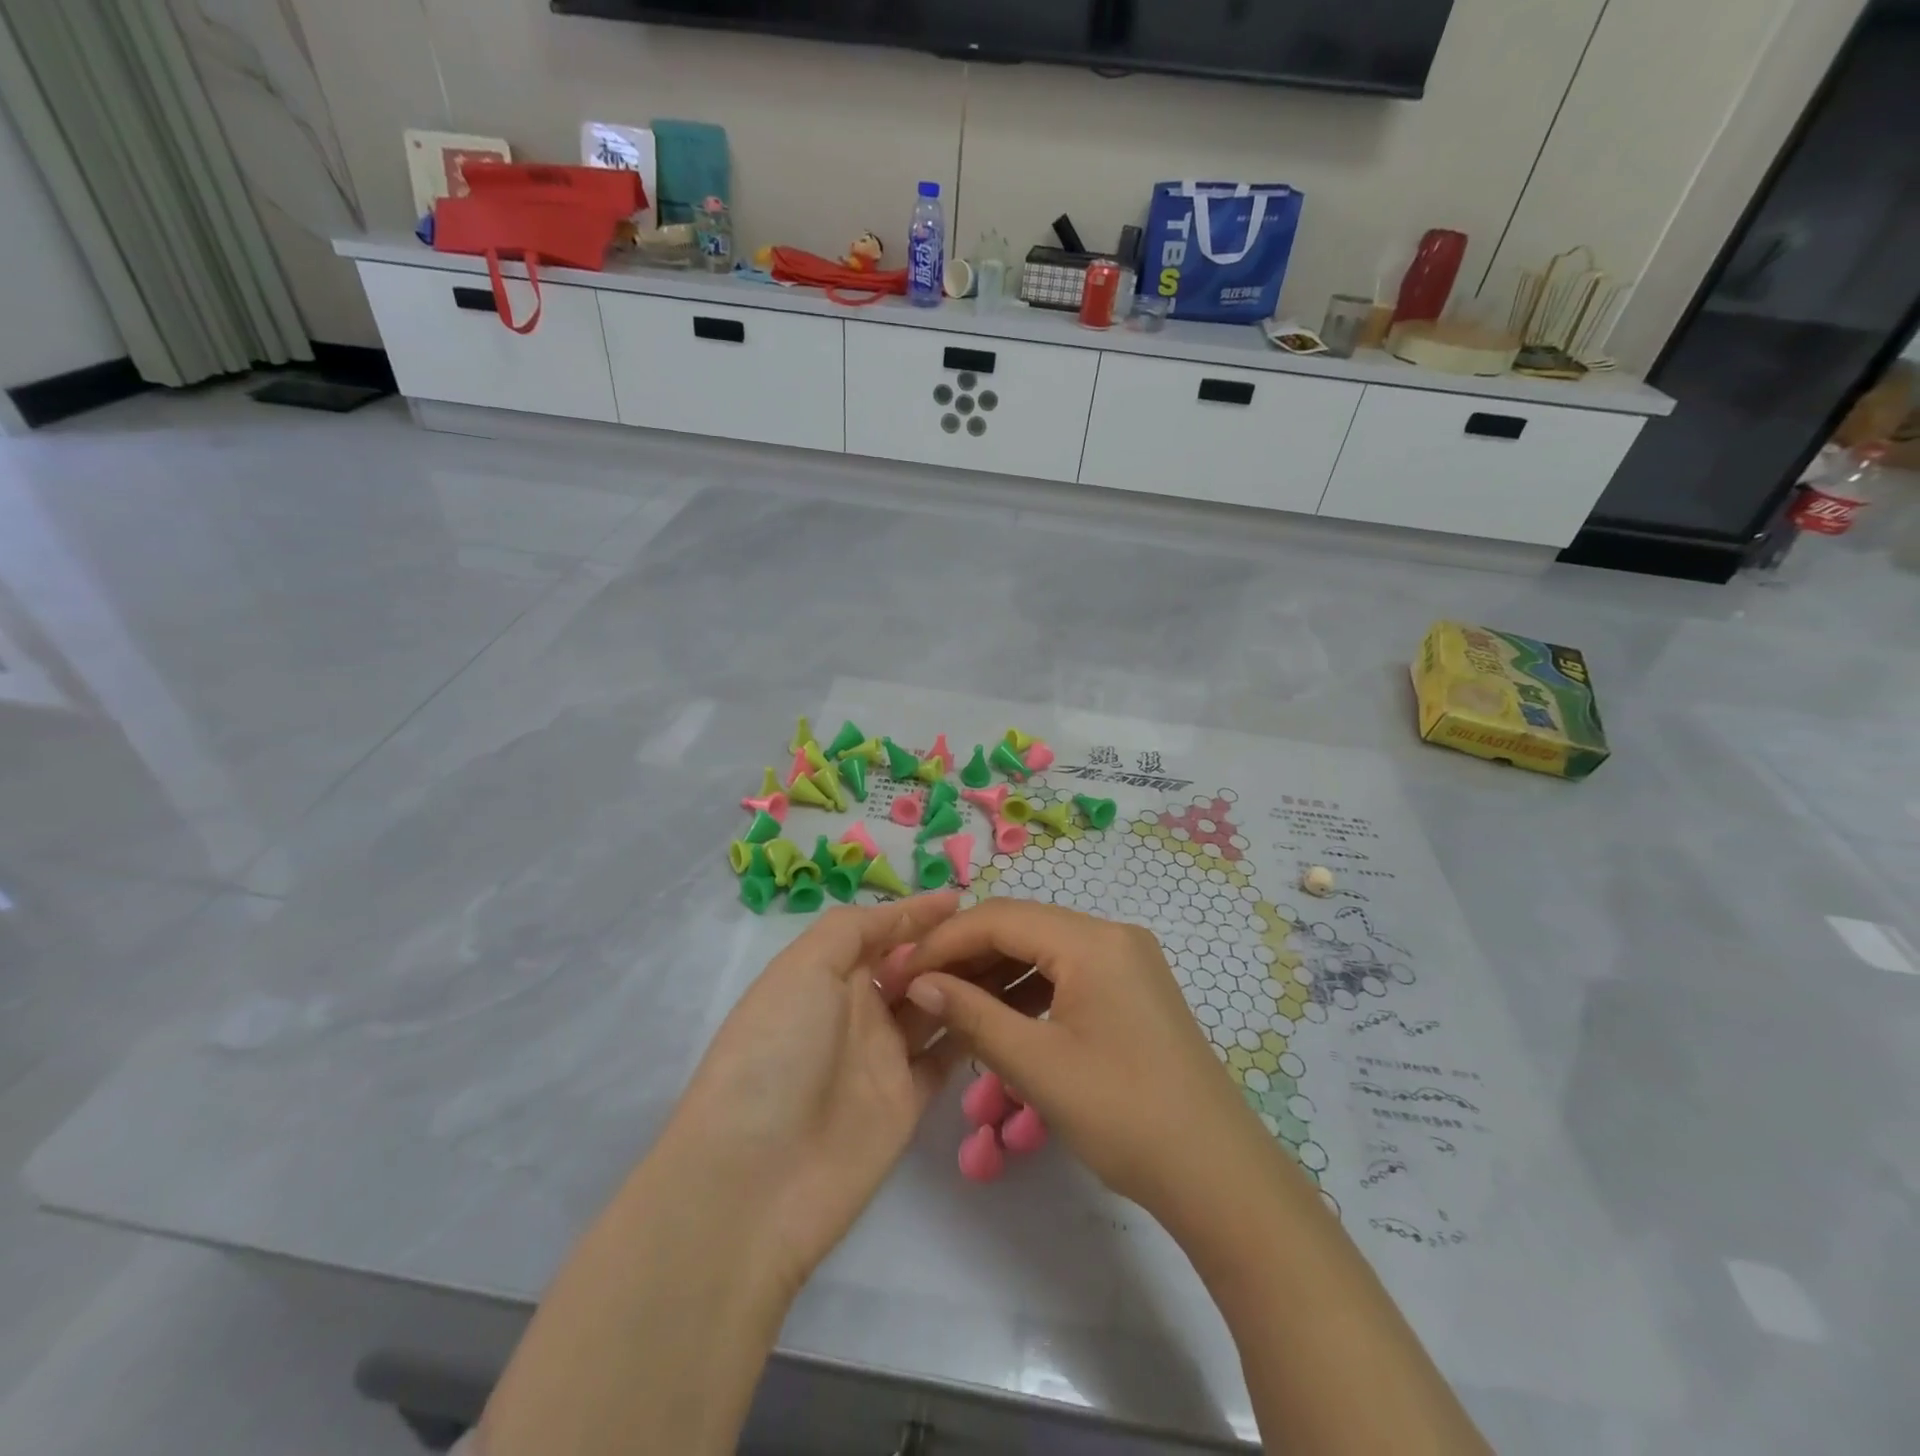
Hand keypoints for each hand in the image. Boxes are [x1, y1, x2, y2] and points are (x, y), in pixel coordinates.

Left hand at [666, 894, 966, 1290]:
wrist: (755, 1180)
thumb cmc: (776, 1052)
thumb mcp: (803, 968)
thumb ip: (854, 930)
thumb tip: (909, 912)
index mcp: (827, 973)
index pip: (881, 931)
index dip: (917, 913)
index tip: (963, 897)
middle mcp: (856, 1008)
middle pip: (912, 966)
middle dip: (949, 945)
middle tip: (999, 931)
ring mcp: (883, 1055)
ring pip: (935, 1005)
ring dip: (966, 983)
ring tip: (1012, 960)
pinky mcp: (907, 1100)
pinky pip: (947, 1056)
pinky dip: (972, 1031)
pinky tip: (1005, 1010)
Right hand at [899, 900, 1270, 1218]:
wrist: (1217, 1174)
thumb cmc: (1124, 1116)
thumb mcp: (1037, 1066)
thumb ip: (971, 1015)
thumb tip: (920, 983)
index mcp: (1092, 940)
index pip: (1000, 918)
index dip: (944, 941)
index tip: (901, 972)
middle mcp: (1111, 934)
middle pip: (1022, 927)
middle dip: (966, 954)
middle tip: (918, 986)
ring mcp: (1126, 959)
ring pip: (1043, 949)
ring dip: (994, 972)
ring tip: (948, 1003)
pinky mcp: (1131, 987)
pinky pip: (1066, 972)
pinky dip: (1027, 989)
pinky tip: (997, 1015)